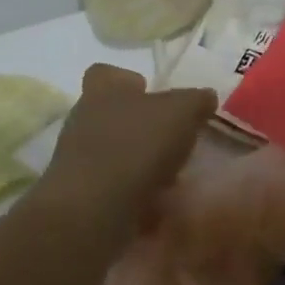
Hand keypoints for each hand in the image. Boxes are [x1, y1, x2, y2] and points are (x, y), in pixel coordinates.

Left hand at [42, 64, 216, 230]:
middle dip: (143, 129)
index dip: (130, 81)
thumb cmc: (136, 145)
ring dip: (141, 165)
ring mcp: (78, 160)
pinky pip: (114, 190)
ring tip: (172, 181)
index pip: (107, 73)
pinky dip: (135, 198)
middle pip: (114, 115)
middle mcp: (84, 119)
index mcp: (103, 90)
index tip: (153, 95)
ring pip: (115, 154)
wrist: (93, 211)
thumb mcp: (182, 112)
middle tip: (173, 143)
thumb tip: (206, 97)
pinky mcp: (81, 196)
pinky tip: (158, 209)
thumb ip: (196, 100)